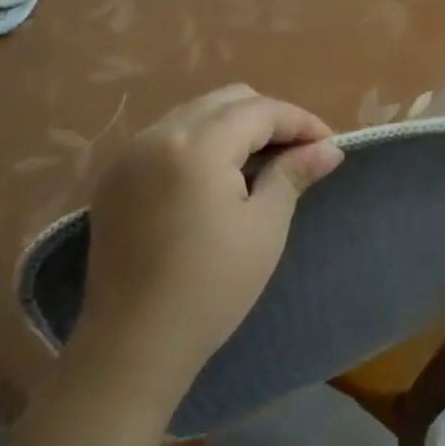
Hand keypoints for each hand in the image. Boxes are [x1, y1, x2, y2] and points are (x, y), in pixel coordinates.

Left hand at [71, 84, 342, 405]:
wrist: (133, 345)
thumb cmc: (211, 288)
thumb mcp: (264, 228)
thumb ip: (293, 174)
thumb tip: (329, 148)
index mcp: (196, 144)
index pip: (260, 110)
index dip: (300, 121)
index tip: (328, 145)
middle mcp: (158, 134)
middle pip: (226, 100)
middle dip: (268, 118)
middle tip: (297, 153)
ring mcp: (130, 154)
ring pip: (195, 114)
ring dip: (233, 127)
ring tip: (261, 164)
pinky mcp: (115, 177)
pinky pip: (167, 137)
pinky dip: (199, 142)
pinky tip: (216, 178)